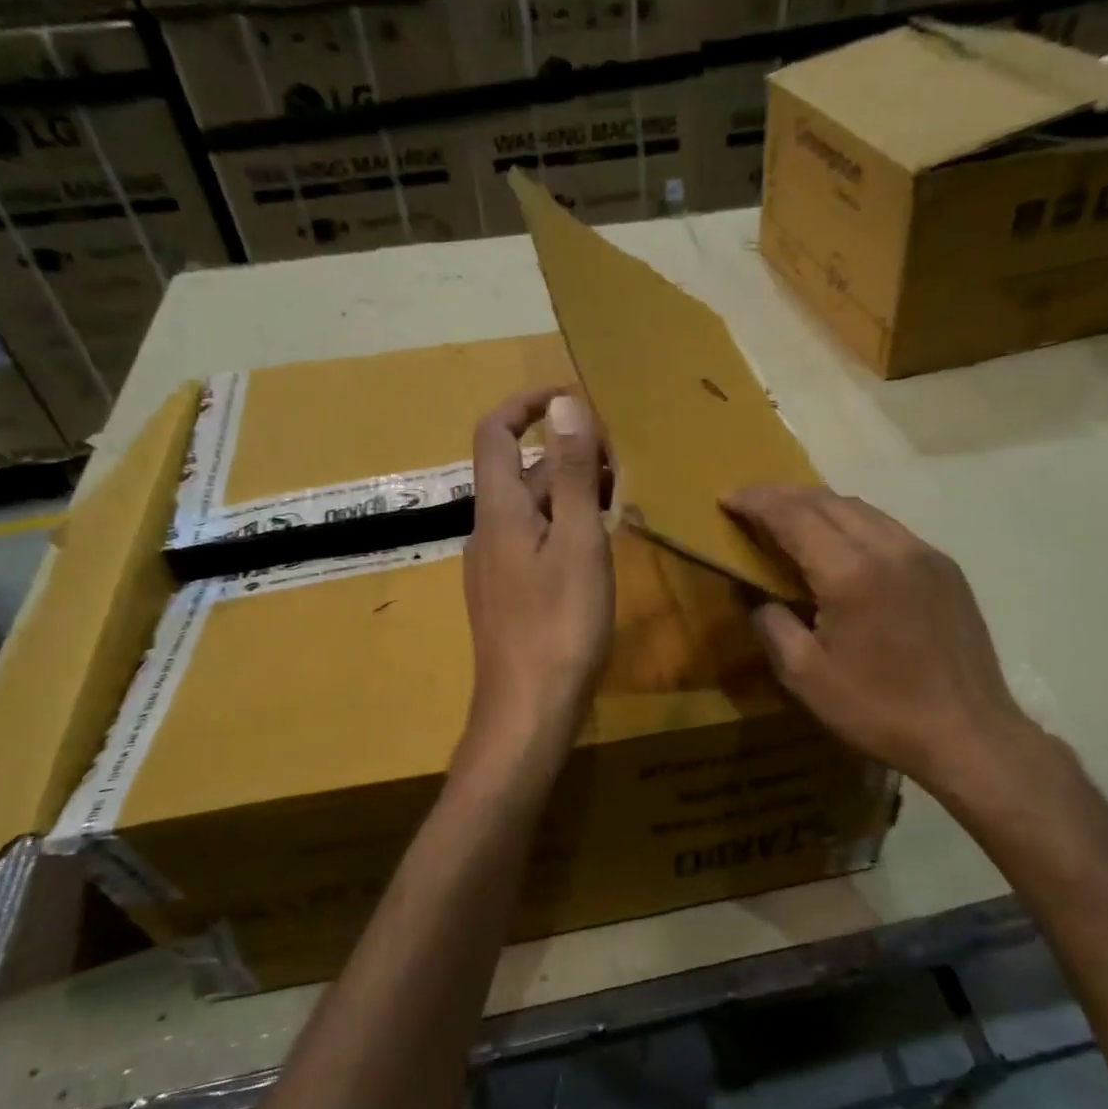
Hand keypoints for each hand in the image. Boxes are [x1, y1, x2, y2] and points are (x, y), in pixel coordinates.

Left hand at [461, 388, 613, 758]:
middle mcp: (487, 531)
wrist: (528, 712)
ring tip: (618, 498)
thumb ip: (570, 473)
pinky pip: (533, 543)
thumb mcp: (577, 541)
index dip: (527, 404)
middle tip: (620, 460)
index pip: (496, 432)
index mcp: (498, 510)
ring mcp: (495, 568)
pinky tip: (596, 549)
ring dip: (568, 492)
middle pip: (519, 471)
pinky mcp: (508, 598)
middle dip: (565, 453)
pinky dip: (563, 527)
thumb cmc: (559, 625)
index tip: (572, 396)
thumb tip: (564, 405)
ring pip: (530, 510)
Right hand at [724, 485, 1055, 809]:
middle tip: (751, 501)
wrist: (967, 733)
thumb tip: (758, 597)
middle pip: (827, 501)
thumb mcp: (806, 676)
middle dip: (783, 495)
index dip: (757, 502)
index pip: (794, 516)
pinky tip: (840, 542)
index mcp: (850, 572)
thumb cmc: (878, 709)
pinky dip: (853, 522)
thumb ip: (773, 625)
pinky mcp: (945, 568)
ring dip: (819, 504)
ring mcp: (924, 553)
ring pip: (861, 509)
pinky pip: (888, 528)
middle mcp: (889, 547)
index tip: (727, 498)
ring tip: (789, 515)